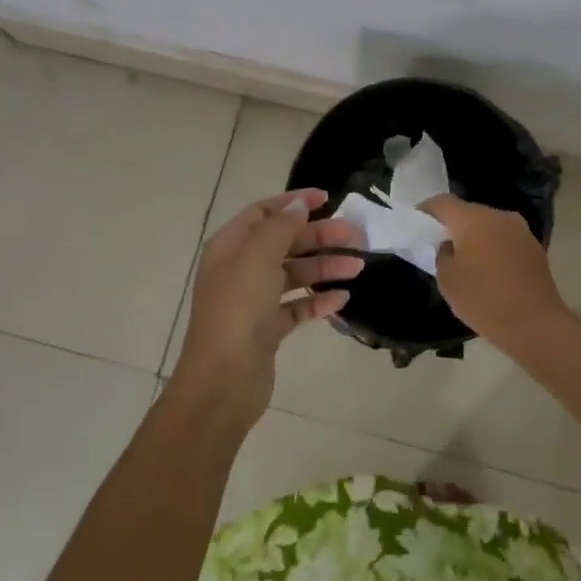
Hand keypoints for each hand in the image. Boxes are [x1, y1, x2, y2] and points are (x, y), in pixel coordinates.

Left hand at [167, 190, 362, 431]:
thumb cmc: (238, 310)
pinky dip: (318, 300)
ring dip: (325, 267)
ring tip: (358, 267)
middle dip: (319, 236)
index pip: (263, 213)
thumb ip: (280, 227)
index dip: (293, 203)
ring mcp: (254, 300)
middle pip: (284, 242)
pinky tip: (342, 299)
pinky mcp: (267, 329)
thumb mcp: (258, 258)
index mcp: (230, 247)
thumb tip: (298, 205)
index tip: (328, 199)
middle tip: (355, 235)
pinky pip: (297, 307)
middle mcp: (240, 269)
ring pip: (294, 274)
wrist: (223, 381)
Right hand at [421, 194, 571, 343]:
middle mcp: (498, 216)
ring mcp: (520, 229)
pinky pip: (505, 238)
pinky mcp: (534, 246)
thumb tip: (451, 245)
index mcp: (473, 219)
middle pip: (467, 211)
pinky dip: (493, 247)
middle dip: (452, 225)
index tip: (417, 225)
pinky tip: (490, 270)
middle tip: (440, 245)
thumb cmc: (484, 300)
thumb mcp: (447, 280)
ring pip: (488, 224)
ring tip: (466, 260)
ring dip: (475, 236)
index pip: (442, 202)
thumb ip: (442, 254)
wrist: (536, 324)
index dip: (426, 211)